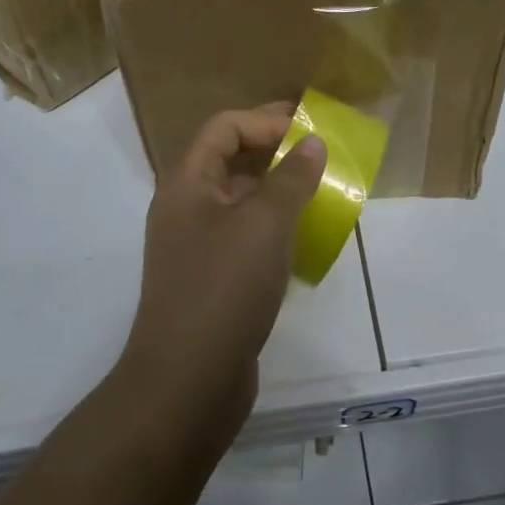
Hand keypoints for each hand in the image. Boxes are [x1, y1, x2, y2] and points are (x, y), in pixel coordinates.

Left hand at [122, 105, 326, 420]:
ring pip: (239, 200)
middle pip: (228, 159)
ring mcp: (196, 246)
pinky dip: (273, 226)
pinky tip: (303, 239)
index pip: (223, 127)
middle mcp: (185, 208)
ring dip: (277, 189)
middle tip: (320, 153)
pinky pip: (244, 235)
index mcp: (186, 183)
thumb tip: (312, 141)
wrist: (187, 383)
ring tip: (320, 192)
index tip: (308, 130)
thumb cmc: (224, 288)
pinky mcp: (211, 279)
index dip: (265, 120)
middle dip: (274, 150)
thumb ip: (291, 177)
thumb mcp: (264, 224)